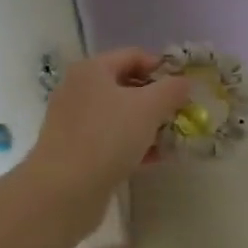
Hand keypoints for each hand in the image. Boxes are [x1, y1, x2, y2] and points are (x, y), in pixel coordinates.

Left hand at [31, 50, 192, 191]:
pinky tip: (153, 158)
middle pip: (126, 86)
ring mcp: (73, 122)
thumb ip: (172, 89)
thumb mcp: (149, 107)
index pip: (134, 56)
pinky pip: (110, 139)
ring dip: (147, 124)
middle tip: (179, 114)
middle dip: (156, 99)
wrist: (63, 191)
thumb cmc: (107, 137)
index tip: (184, 88)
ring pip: (119, 115)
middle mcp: (79, 90)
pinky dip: (132, 144)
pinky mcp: (74, 150)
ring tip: (171, 139)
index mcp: (92, 70)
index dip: (162, 67)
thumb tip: (184, 82)